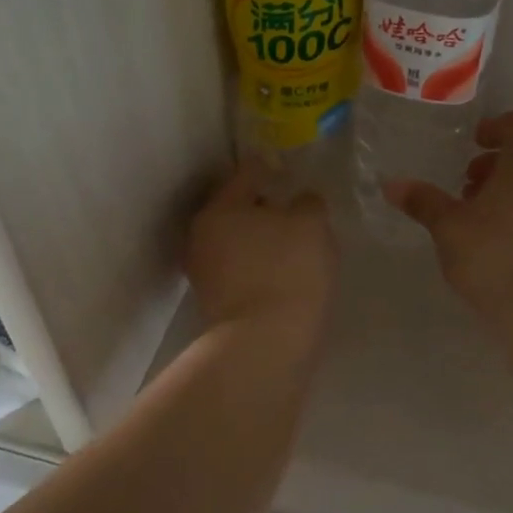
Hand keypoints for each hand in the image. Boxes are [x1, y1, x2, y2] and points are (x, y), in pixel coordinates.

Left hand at [186, 161, 336, 331]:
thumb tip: (300, 201)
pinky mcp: (214, 301)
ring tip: (293, 246)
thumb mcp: (312, 225)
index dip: (271, 168)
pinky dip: (258, 265)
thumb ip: (308, 203)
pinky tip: (283, 273)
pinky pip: (239, 269)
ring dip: (260, 238)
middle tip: (295, 211)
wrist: (265, 344)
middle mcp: (201, 234)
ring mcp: (203, 271)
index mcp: (220, 207)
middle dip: (263, 207)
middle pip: (236, 208)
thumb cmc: (288, 271)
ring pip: (236, 240)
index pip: (247, 173)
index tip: (289, 171)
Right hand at [385, 110, 512, 314]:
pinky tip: (495, 242)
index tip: (473, 142)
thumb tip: (391, 184)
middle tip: (466, 186)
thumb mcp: (447, 226)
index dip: (495, 126)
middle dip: (495, 164)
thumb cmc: (490, 255)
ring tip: (475, 217)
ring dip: (506, 190)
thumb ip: (422, 201)